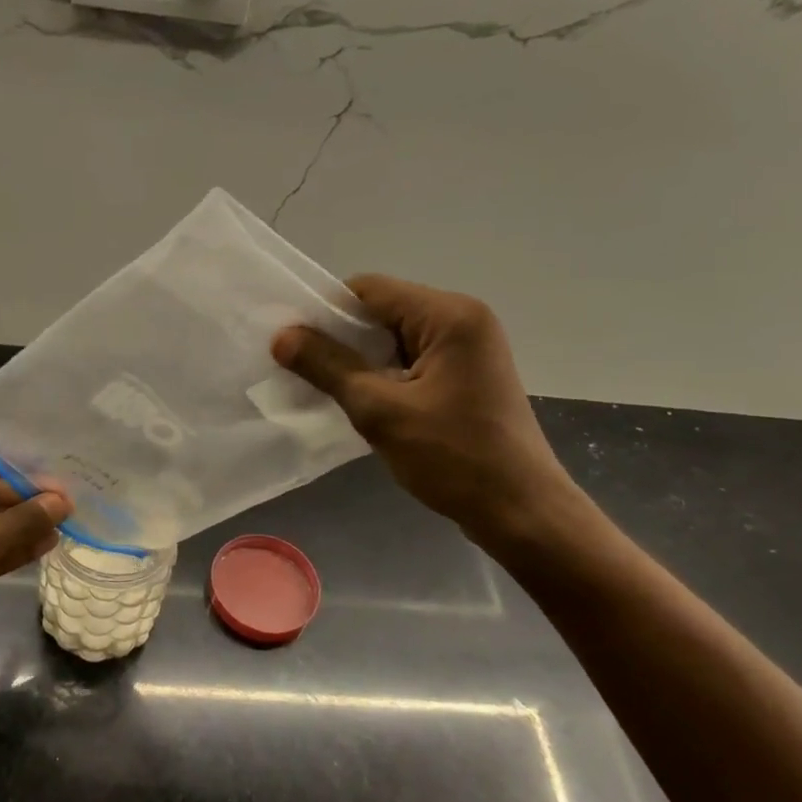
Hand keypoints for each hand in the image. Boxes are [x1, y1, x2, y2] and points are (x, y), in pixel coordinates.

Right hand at [272, 275, 580, 549]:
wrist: (520, 511)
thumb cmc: (453, 457)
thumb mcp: (380, 410)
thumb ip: (328, 367)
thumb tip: (281, 336)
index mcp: (449, 315)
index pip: (369, 290)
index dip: (325, 311)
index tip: (290, 342)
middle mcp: (463, 319)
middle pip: (383, 310)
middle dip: (340, 338)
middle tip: (301, 369)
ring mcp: (469, 348)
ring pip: (395, 338)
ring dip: (360, 360)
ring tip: (326, 389)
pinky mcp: (467, 375)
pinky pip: (412, 360)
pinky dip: (383, 375)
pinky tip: (361, 402)